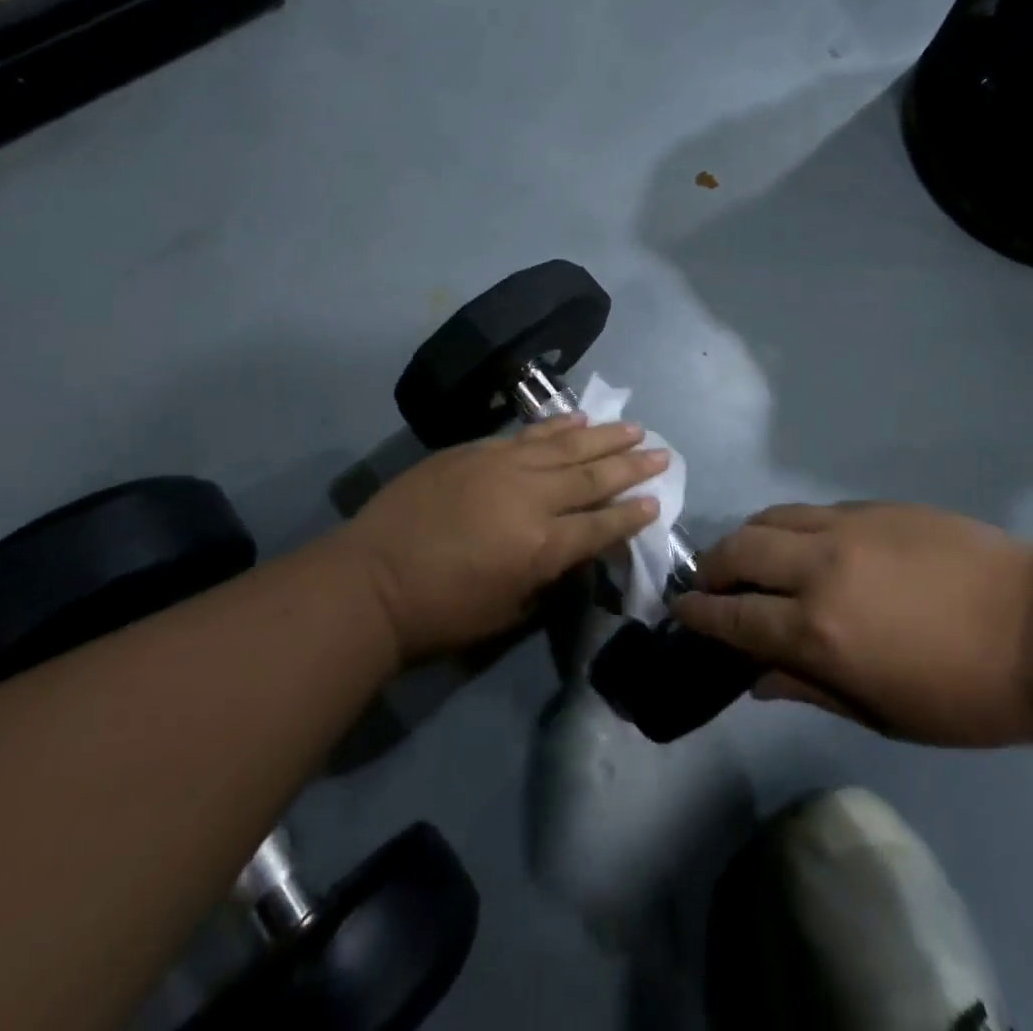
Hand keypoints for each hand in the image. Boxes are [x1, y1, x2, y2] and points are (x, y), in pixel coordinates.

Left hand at [344, 415, 668, 661]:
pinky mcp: (476, 452)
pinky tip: (578, 419)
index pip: (601, 525)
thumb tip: (571, 551)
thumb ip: (548, 578)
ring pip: (566, 445)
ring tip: (633, 427)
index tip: (657, 500)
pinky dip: (556, 426)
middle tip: (662, 453)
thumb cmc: (441, 613)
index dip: (632, 514)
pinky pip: (527, 435)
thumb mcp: (508, 613)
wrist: (371, 581)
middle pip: (593, 476)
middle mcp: (532, 498)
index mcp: (543, 546)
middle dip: (631, 466)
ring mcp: (503, 467)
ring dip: (604, 436)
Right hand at [671, 503, 1032, 745]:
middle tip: (707, 583)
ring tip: (747, 557)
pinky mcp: (874, 506)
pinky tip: (802, 543)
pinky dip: (789, 526)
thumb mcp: (882, 714)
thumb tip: (755, 680)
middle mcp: (819, 567)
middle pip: (739, 550)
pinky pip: (812, 510)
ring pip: (771, 517)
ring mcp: (847, 526)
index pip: (734, 614)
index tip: (679, 611)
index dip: (699, 613)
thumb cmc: (965, 694)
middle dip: (711, 566)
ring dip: (746, 537)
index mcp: (818, 629)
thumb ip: (809, 689)